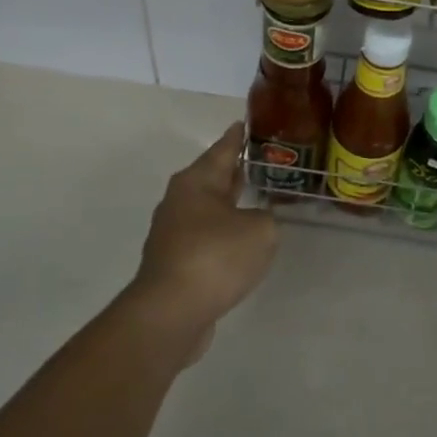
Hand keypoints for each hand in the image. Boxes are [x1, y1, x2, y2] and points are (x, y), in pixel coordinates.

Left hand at [129, 122, 279, 358]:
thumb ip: (266, 218)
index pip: (223, 148)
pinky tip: (240, 241)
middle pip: (212, 177)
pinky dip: (223, 233)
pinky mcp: (174, 262)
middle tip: (260, 160)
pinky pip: (204, 236)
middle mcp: (180, 200)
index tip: (247, 122)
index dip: (238, 136)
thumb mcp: (260, 231)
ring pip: (208, 208)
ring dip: (229, 204)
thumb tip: (255, 221)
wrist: (170, 313)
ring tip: (256, 199)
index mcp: (197, 181)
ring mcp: (173, 232)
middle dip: (235, 170)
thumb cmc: (215, 257)